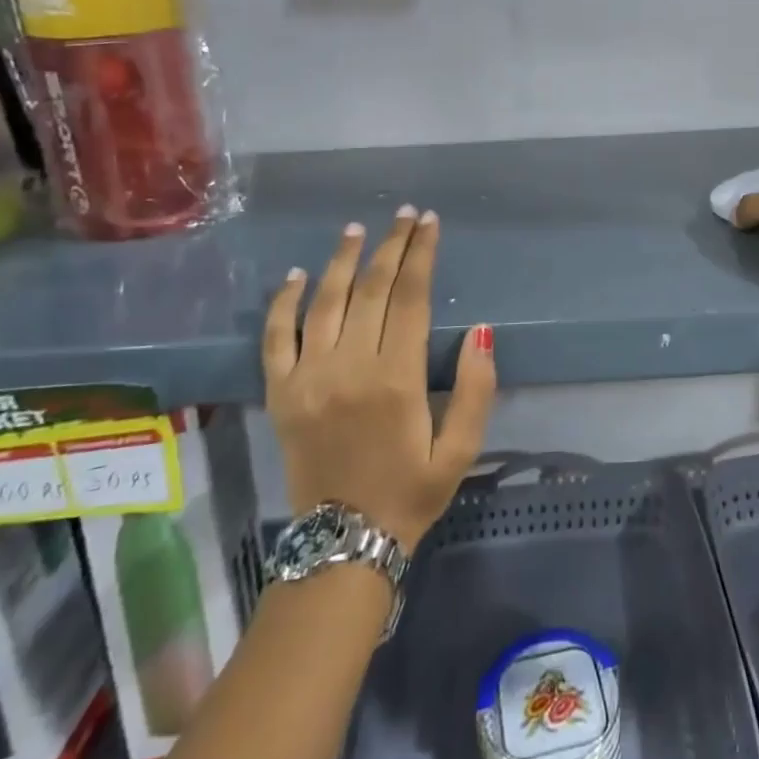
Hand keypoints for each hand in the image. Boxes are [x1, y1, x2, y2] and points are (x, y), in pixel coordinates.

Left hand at [263, 207, 496, 552]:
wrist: (343, 543)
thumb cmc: (411, 492)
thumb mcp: (461, 449)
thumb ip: (476, 388)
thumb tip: (482, 330)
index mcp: (397, 379)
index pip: (410, 297)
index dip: (421, 255)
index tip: (428, 223)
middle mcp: (349, 367)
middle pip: (370, 289)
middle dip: (390, 246)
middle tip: (403, 215)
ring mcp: (308, 378)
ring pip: (325, 302)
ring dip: (342, 260)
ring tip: (356, 229)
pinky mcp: (280, 393)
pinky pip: (276, 337)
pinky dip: (285, 302)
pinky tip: (298, 275)